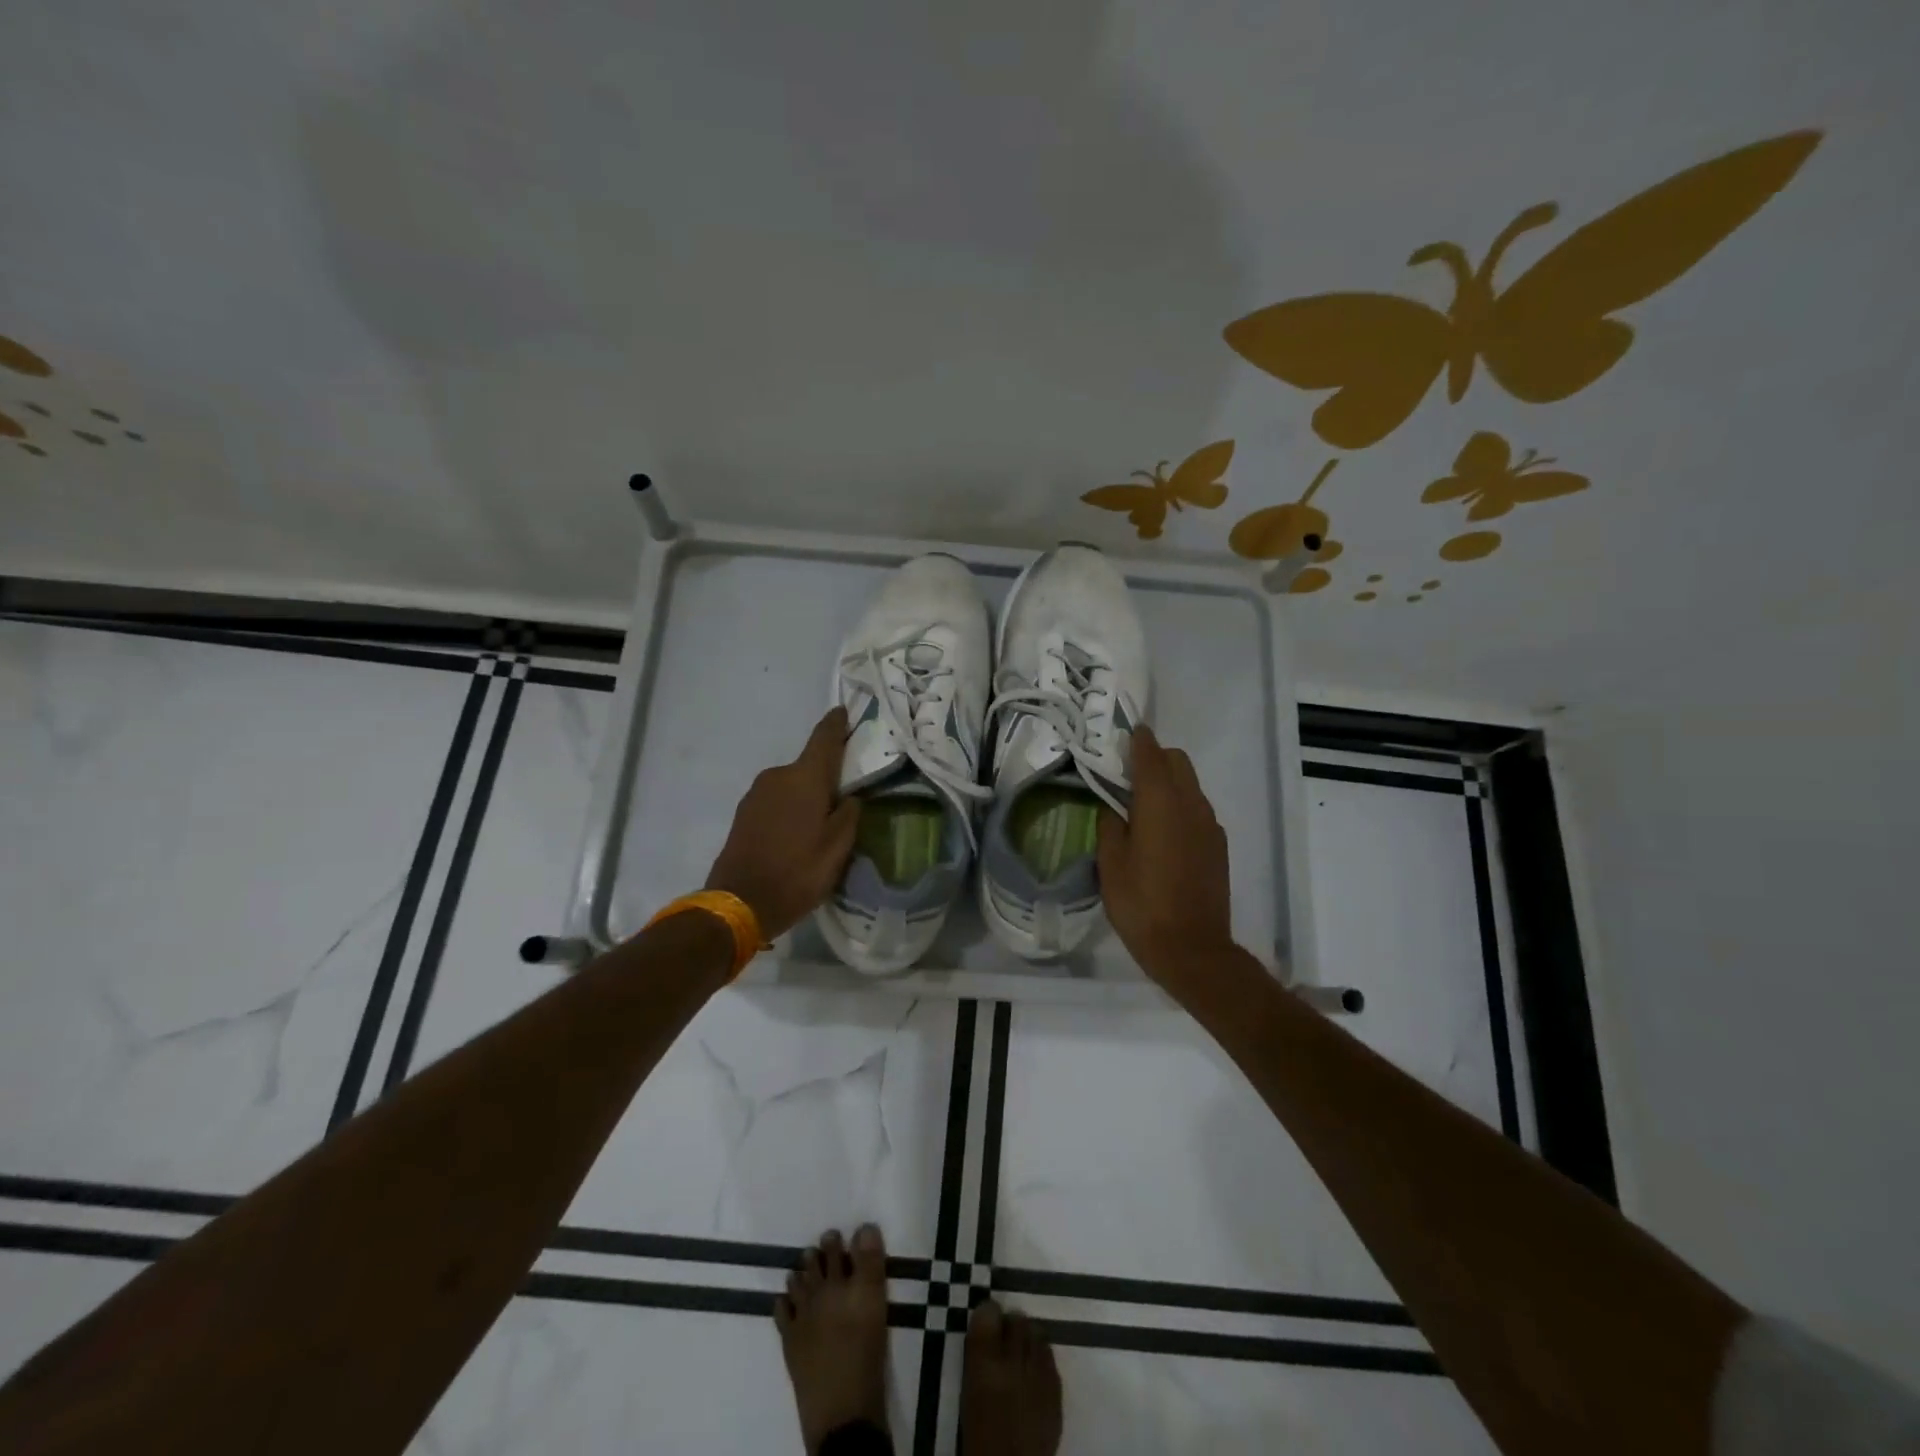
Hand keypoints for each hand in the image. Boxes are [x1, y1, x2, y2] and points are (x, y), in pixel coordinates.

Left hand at [706, 707, 861, 938]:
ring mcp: (756, 794)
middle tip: (846, 796)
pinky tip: (798, 834)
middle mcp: (777, 776)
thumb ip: (849, 815)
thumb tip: (850, 797)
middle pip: (808, 766)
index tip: (844, 710)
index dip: (836, 724)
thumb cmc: (797, 872)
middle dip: (826, 775)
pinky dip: (790, 809)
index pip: (824, 739)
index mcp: (804, 778)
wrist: (739, 903)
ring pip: (791, 785)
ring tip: (822, 823)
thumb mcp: (838, 848)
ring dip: (807, 796)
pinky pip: (776, 801)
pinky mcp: (744, 813)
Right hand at [1097, 726, 1237, 992]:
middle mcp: (1191, 804)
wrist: (1192, 948)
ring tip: (1142, 804)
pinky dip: (1181, 805)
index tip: (1125, 732)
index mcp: (1160, 802)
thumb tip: (1112, 808)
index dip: (1138, 740)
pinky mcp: (1218, 846)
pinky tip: (1163, 832)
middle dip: (1155, 758)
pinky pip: (1198, 809)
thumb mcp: (1110, 864)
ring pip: (1190, 785)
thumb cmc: (1141, 904)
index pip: (1151, 755)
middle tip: (1127, 774)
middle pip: (1177, 762)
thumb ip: (1109, 825)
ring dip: (1168, 782)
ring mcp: (1209, 825)